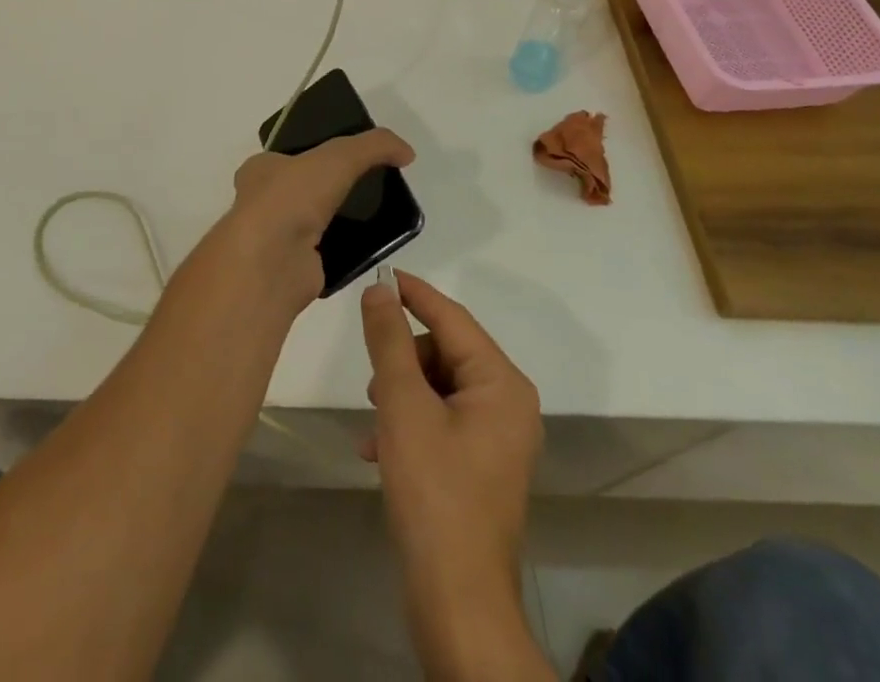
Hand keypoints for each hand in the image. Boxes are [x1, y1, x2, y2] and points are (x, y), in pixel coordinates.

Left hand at [226, 129, 413, 301]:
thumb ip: (374, 145)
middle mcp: (263, 202)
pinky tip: (373, 244)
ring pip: (317, 221)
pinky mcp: (296, 268)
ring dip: (341, 218)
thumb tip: (407, 152)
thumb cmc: (292, 197)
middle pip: (305, 188)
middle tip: (370, 184)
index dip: (317, 151)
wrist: (273, 262)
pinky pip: (328, 252)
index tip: (350, 156)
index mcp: (260, 169)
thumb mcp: (338, 156)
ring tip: (378, 212)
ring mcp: (277, 238)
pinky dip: (348, 248)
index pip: (290, 155)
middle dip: (333, 187)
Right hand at [361, 272, 548, 679]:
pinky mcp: (481, 466)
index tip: (379, 275)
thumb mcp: (403, 406)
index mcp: (501, 384)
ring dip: (401, 393)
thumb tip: (379, 290)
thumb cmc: (434, 493)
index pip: (452, 318)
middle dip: (404, 359)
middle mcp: (508, 404)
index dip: (413, 294)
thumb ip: (390, 341)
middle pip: (446, 353)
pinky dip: (410, 423)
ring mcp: (498, 438)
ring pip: (439, 388)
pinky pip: (442, 421)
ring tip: (373, 420)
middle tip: (371, 377)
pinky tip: (379, 448)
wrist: (458, 604)